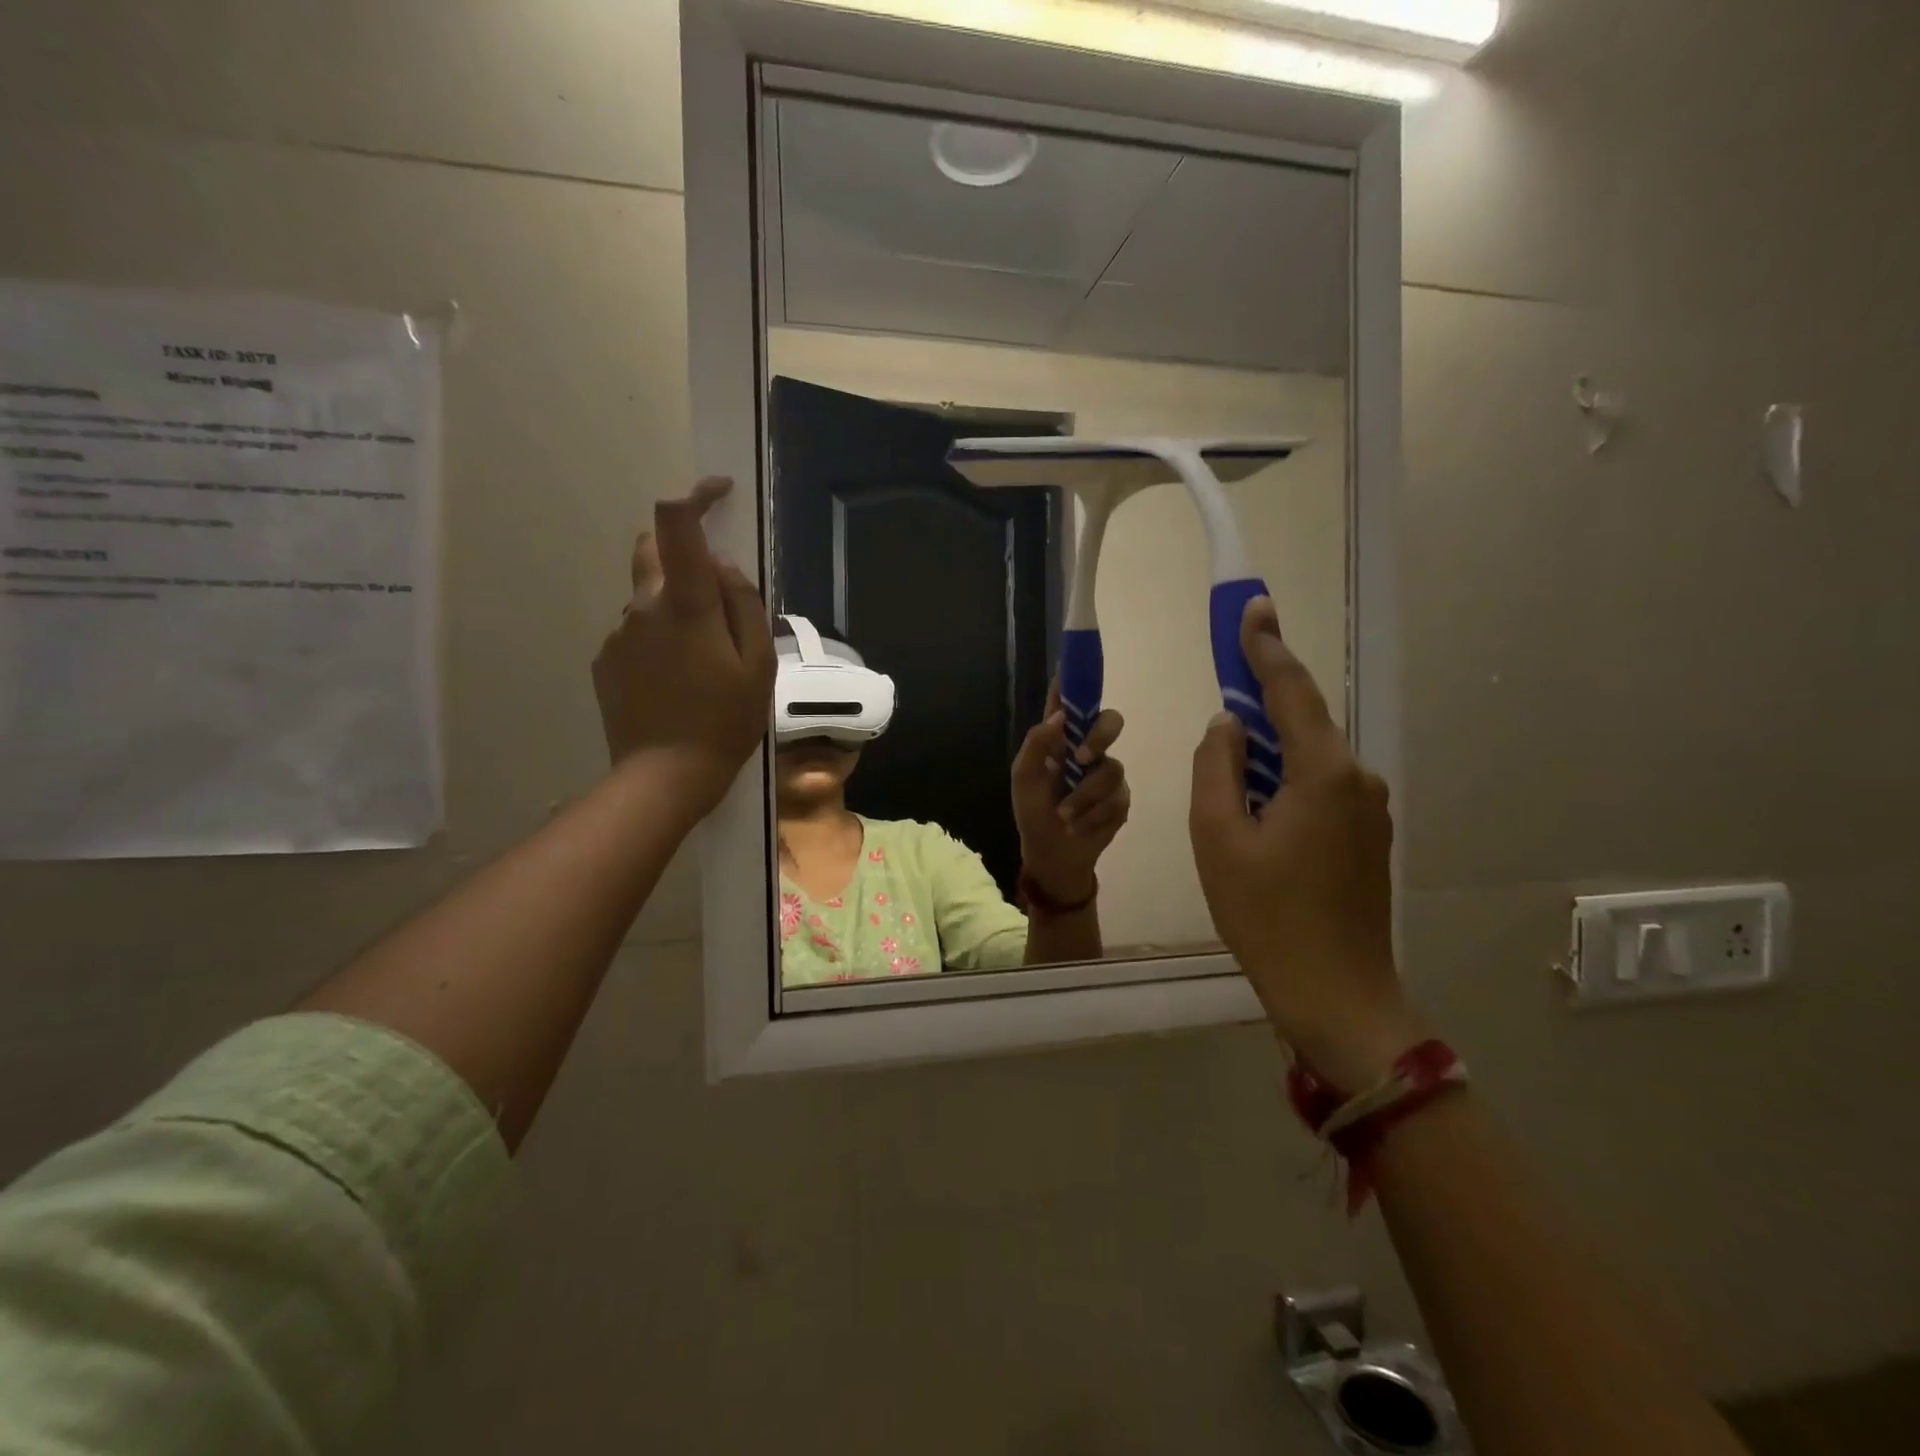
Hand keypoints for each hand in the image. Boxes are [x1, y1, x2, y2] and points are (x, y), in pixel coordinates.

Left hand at [592, 478, 775, 820]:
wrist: (665, 776)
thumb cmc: (725, 721)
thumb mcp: (758, 666)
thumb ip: (744, 606)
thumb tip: (723, 566)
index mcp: (687, 605)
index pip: (677, 525)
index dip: (695, 496)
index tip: (718, 492)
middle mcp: (644, 608)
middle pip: (653, 551)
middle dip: (682, 554)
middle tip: (715, 601)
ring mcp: (619, 635)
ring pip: (647, 598)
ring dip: (674, 608)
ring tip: (701, 662)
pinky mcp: (605, 661)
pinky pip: (636, 633)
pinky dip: (658, 640)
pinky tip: (676, 682)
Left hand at [1012, 685, 1130, 903]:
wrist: (1052, 855)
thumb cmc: (1032, 813)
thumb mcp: (1023, 778)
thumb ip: (1037, 744)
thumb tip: (1062, 716)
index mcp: (1060, 739)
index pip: (1070, 701)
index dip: (1075, 680)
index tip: (1076, 661)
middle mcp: (1087, 749)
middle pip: (1111, 722)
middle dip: (1100, 736)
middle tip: (1081, 758)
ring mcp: (1107, 774)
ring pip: (1111, 769)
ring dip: (1083, 797)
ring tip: (1064, 815)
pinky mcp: (1121, 800)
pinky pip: (1116, 798)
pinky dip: (1091, 815)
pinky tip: (1077, 826)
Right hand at [1189, 597, 1424, 1092]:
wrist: (1336, 993)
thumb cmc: (1266, 915)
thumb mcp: (1218, 836)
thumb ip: (1216, 767)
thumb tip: (1227, 725)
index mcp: (1324, 772)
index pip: (1291, 691)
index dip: (1266, 647)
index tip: (1253, 607)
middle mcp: (1358, 779)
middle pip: (1302, 724)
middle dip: (1261, 704)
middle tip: (1225, 693)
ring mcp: (1370, 810)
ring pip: (1309, 760)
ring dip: (1268, 755)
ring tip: (1229, 783)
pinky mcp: (1367, 837)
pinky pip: (1320, 788)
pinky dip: (1284, 783)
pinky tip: (1257, 814)